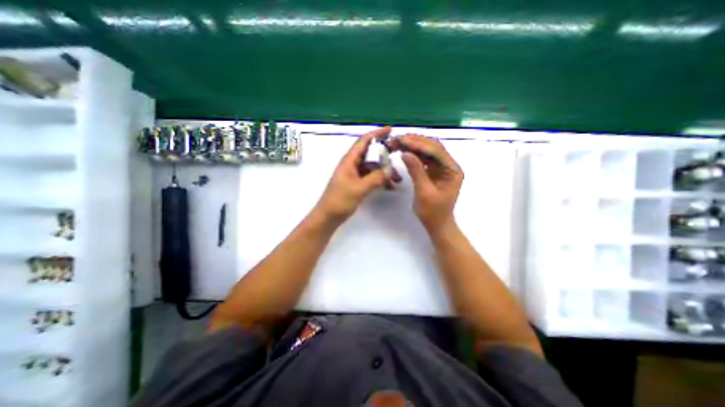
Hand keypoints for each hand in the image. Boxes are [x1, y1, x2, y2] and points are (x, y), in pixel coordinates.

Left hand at [313, 126, 402, 223]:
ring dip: (384, 171)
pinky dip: (380, 180)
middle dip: (384, 155)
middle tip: (398, 157)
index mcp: (349, 161)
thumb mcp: (359, 188)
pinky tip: (389, 187)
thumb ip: (376, 178)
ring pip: (372, 167)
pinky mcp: (356, 184)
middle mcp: (352, 165)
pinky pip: (371, 177)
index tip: (390, 130)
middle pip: (370, 154)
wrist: (328, 217)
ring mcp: (354, 175)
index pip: (363, 141)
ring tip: (397, 179)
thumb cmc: (339, 201)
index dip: (376, 134)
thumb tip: (391, 170)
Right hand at [391, 135, 464, 229]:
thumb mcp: (424, 192)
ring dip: (413, 146)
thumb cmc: (433, 212)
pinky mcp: (434, 171)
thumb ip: (416, 171)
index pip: (436, 151)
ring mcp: (441, 168)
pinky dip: (413, 154)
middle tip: (398, 139)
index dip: (419, 144)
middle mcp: (449, 165)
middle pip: (433, 147)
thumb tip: (405, 153)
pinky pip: (424, 159)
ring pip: (427, 151)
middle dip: (415, 141)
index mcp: (452, 170)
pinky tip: (404, 151)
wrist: (437, 224)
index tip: (403, 140)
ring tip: (398, 142)